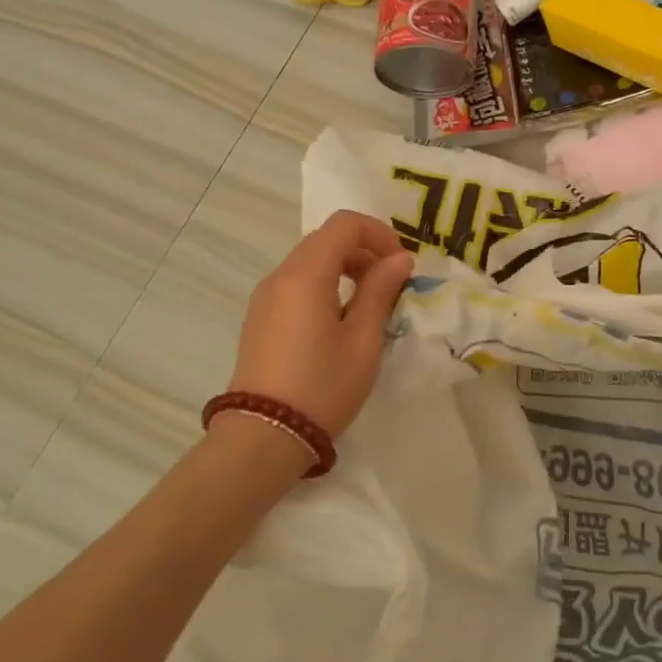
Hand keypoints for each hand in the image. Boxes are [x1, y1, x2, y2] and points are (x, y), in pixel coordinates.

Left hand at [228, 210, 413, 436]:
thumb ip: (380, 292)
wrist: (263, 436)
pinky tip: (340, 322)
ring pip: (311, 261)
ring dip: (346, 268)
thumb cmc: (322, 386)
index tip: (401, 264)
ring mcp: (266, 297)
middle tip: (392, 284)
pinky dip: (325, 285)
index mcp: (306, 274)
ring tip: (370, 305)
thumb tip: (399, 259)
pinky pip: (297, 284)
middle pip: (326, 239)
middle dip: (364, 251)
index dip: (379, 233)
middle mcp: (281, 276)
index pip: (345, 224)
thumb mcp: (363, 340)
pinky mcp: (260, 318)